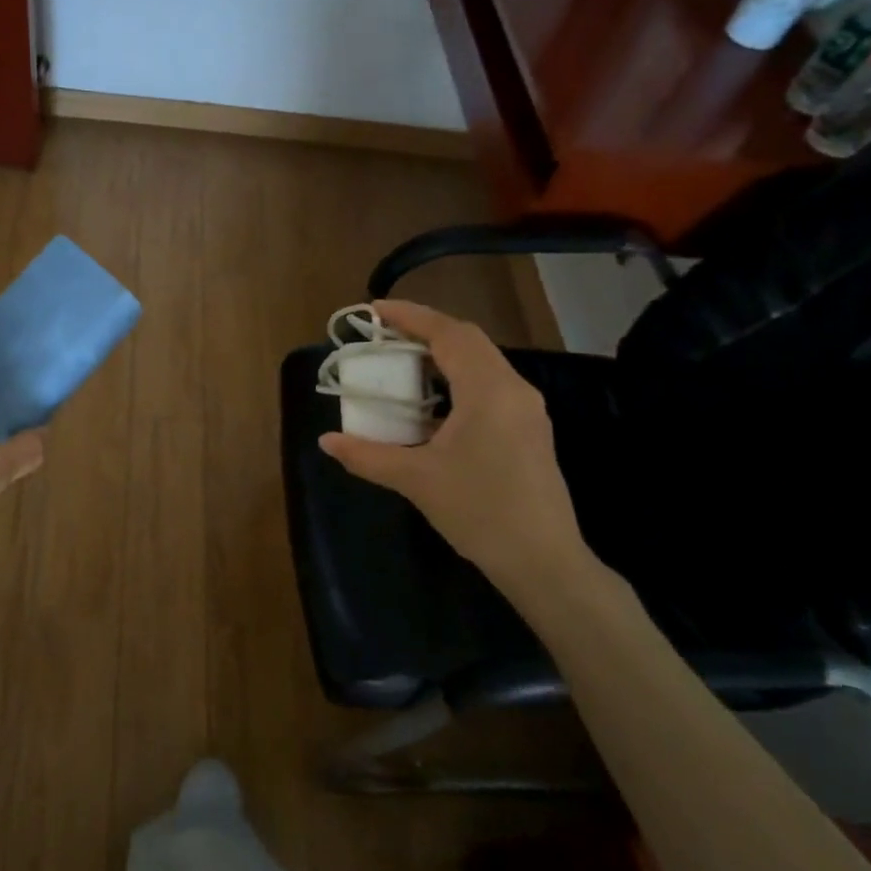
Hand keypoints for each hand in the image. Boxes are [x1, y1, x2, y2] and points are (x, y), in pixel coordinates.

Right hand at [318, 300, 590, 600]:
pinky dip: (456, 381)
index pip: (449, 334)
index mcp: (489, 390)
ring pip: (481, 363)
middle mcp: (514, 389)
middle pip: (467, 341)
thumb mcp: (416, 480)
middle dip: (424, 332)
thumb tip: (326, 441)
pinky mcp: (529, 430)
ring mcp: (527, 410)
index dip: (411, 316)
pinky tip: (433, 405)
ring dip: (442, 356)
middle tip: (383, 337)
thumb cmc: (480, 512)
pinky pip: (489, 387)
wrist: (543, 560)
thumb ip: (368, 455)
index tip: (374, 310)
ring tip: (402, 364)